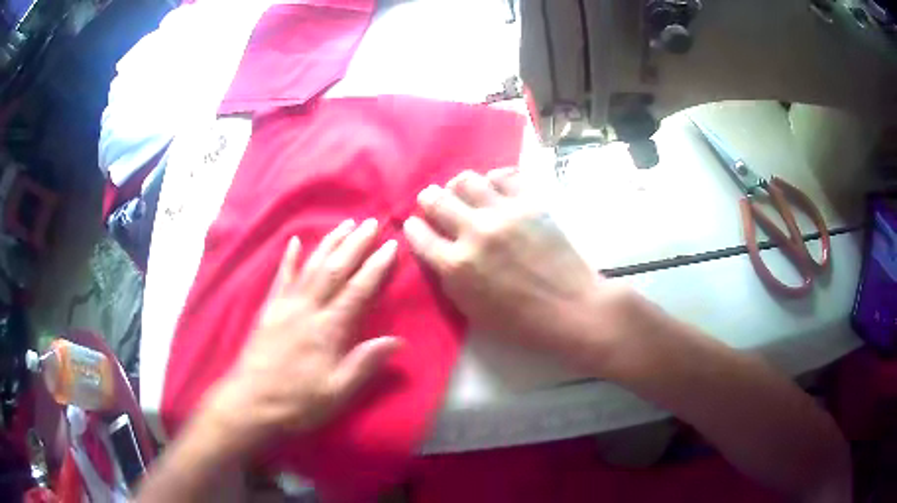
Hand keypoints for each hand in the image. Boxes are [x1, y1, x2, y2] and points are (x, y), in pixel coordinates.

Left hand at [200, 219, 400, 456]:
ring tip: (346, 224)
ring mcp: (285, 305)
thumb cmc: (297, 401)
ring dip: (329, 243)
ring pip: (311, 266)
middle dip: (356, 244)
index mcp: (327, 329)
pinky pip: (280, 277)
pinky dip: (288, 258)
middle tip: (373, 223)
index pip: (358, 290)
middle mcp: (307, 309)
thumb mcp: (337, 391)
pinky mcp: (269, 309)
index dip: (376, 266)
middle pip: (335, 269)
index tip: (391, 245)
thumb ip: (365, 363)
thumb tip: (398, 341)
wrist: (251, 401)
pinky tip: (294, 242)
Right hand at [403, 169, 627, 366]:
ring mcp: (503, 214)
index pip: (419, 235)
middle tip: (434, 202)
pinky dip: (494, 180)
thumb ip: (448, 277)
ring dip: (458, 186)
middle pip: (436, 200)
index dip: (413, 227)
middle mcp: (474, 233)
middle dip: (428, 199)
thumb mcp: (471, 310)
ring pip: (466, 180)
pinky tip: (496, 189)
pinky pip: (504, 175)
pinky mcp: (530, 203)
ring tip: (464, 193)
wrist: (570, 308)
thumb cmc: (520, 320)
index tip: (415, 224)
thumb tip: (438, 250)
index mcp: (455, 266)